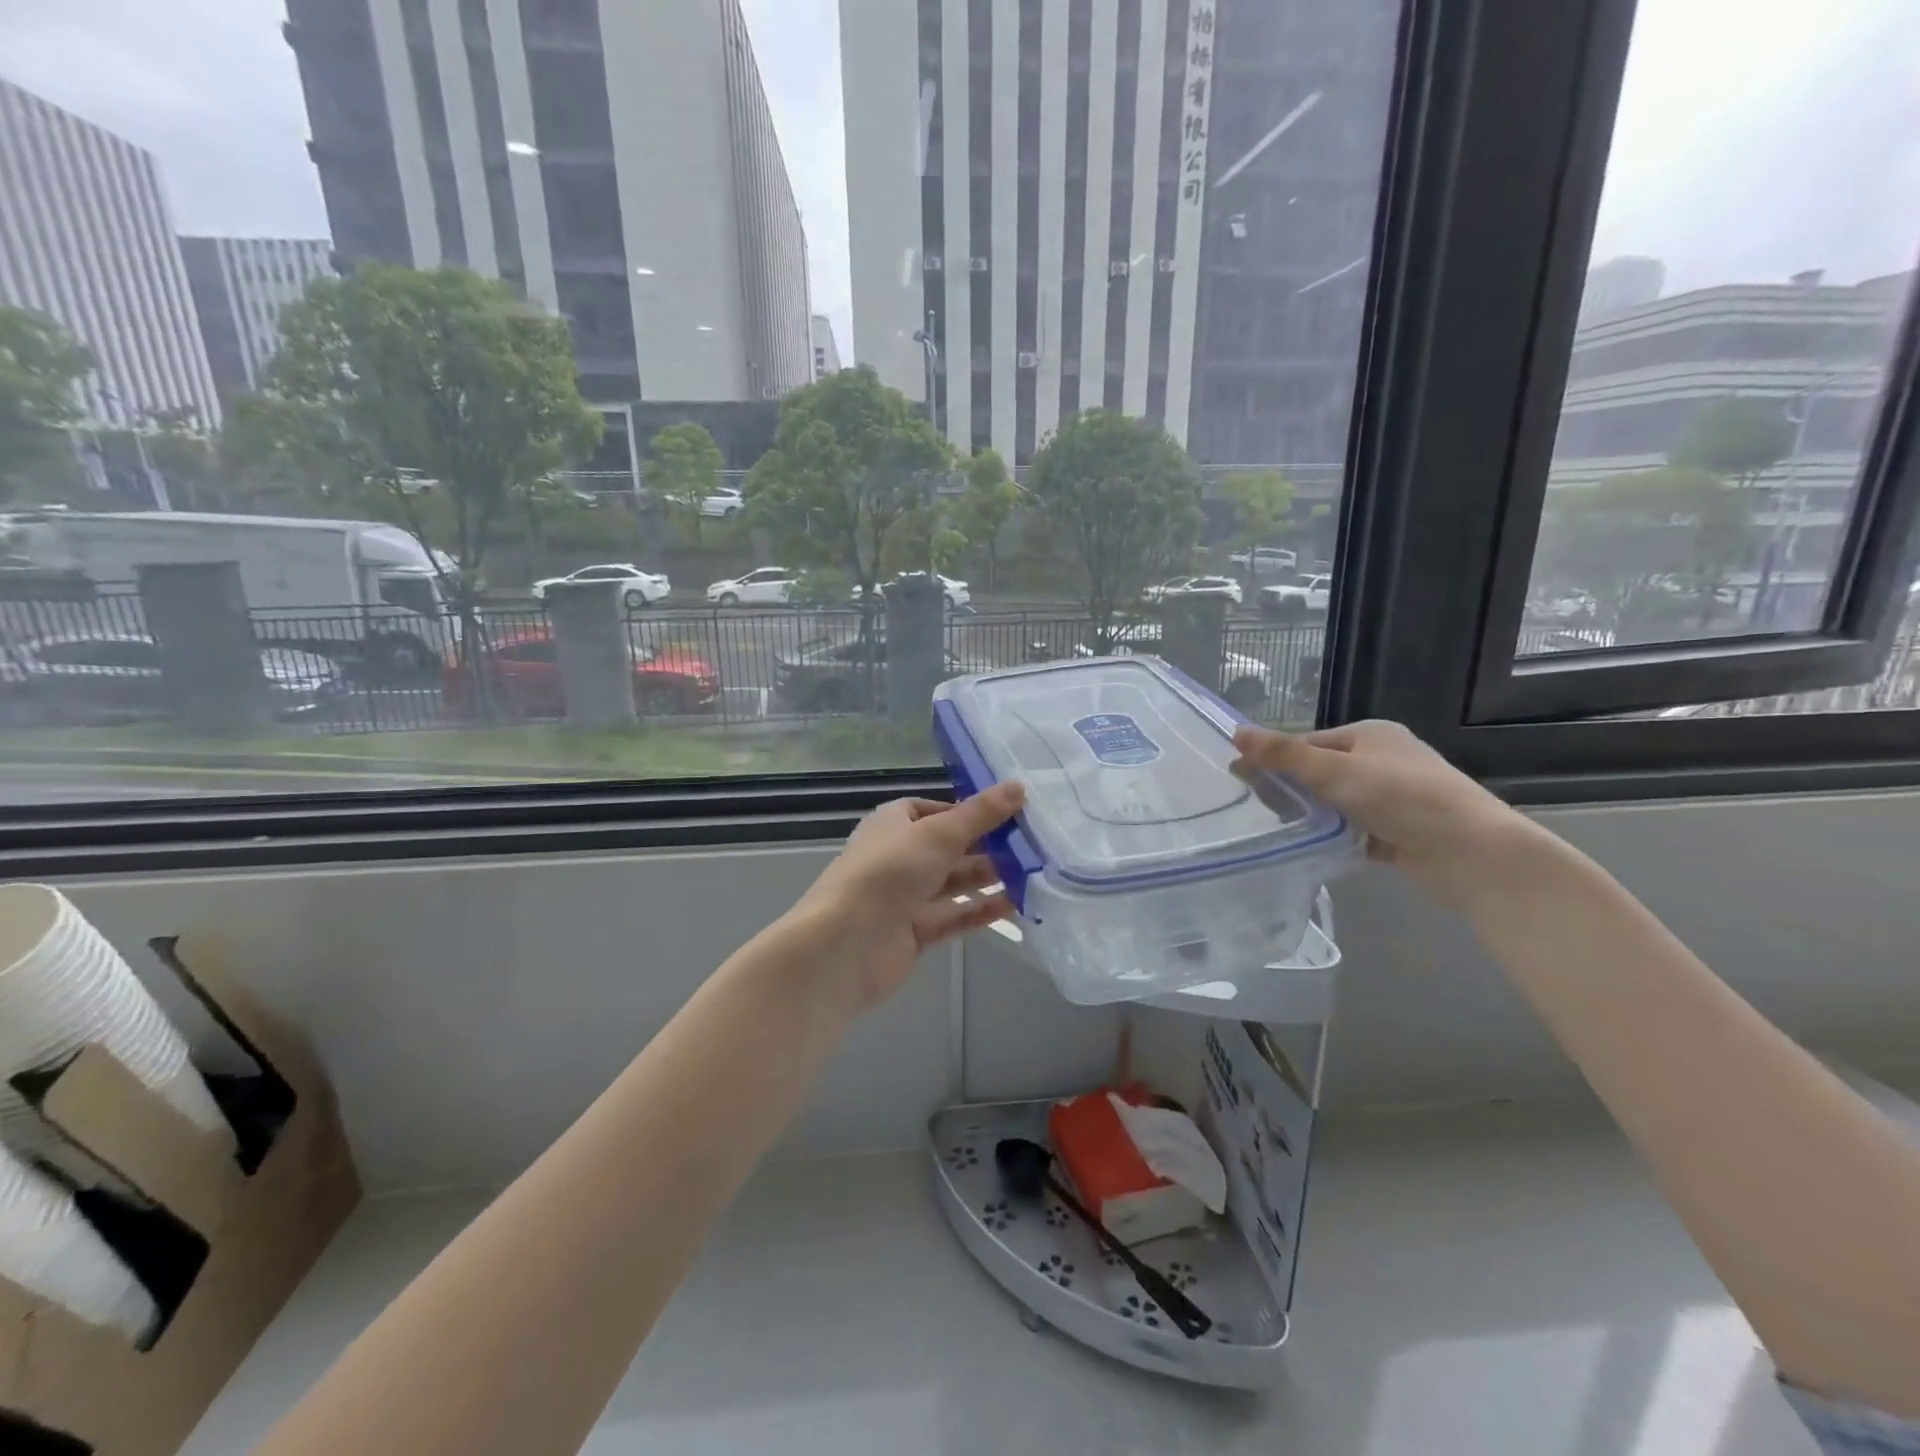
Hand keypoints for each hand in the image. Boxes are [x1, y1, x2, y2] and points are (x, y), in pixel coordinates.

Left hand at [791, 782, 1025, 1008]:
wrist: (845, 945)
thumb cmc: (889, 873)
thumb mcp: (939, 834)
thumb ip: (980, 814)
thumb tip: (1019, 786)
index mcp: (892, 824)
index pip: (932, 811)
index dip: (967, 811)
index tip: (1006, 814)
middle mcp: (897, 857)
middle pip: (947, 847)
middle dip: (986, 846)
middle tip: (1031, 844)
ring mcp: (905, 897)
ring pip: (953, 883)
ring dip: (988, 878)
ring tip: (1032, 873)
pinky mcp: (914, 932)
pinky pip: (954, 916)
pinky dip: (980, 910)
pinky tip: (1015, 906)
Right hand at [1232, 721, 1533, 908]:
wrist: (1471, 853)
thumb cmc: (1401, 797)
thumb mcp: (1335, 771)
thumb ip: (1284, 755)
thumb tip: (1236, 732)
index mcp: (1370, 735)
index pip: (1308, 742)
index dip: (1275, 759)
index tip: (1241, 779)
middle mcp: (1381, 761)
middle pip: (1319, 772)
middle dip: (1290, 789)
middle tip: (1259, 809)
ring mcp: (1391, 798)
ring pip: (1334, 803)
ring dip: (1310, 815)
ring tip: (1279, 829)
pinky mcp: (1397, 832)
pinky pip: (1351, 830)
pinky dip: (1332, 837)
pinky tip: (1309, 847)